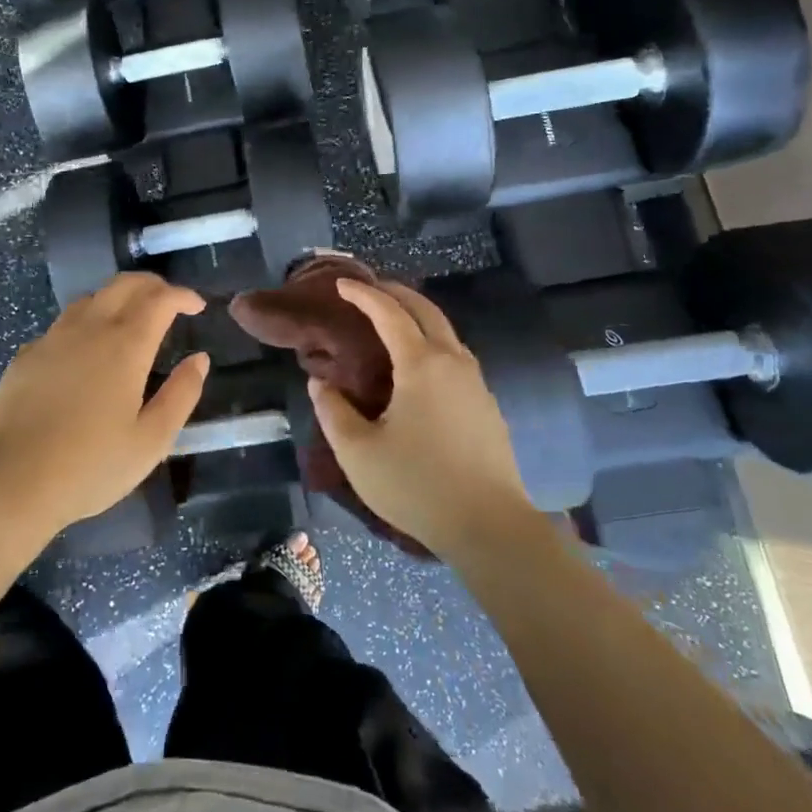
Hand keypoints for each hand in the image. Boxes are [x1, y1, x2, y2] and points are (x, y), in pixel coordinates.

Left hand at [0, 273, 208, 535]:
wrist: (12, 481)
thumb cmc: (91, 465)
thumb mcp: (151, 441)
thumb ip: (181, 395)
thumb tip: (199, 360)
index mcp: (126, 345)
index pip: (160, 299)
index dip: (182, 295)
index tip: (197, 306)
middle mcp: (90, 328)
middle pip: (124, 284)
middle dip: (152, 285)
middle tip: (168, 302)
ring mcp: (53, 338)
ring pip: (90, 298)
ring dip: (117, 298)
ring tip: (129, 320)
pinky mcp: (27, 354)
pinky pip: (62, 324)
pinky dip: (85, 323)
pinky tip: (84, 351)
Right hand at [309, 279, 533, 560]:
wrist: (490, 527)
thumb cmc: (417, 485)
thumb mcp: (357, 452)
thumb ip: (332, 410)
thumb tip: (321, 382)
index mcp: (421, 364)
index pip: (389, 312)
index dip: (363, 294)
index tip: (342, 285)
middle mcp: (453, 362)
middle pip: (425, 310)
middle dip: (395, 293)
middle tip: (369, 290)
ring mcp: (475, 383)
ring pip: (446, 331)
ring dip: (417, 316)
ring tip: (392, 322)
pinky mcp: (486, 405)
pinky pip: (456, 355)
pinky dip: (432, 340)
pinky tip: (419, 364)